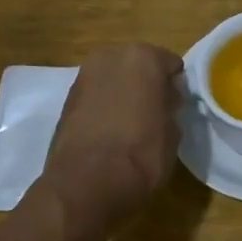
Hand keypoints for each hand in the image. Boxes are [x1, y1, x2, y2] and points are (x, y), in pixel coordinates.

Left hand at [42, 43, 184, 227]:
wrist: (87, 184)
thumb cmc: (142, 154)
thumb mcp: (173, 131)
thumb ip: (171, 105)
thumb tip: (166, 99)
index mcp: (143, 57)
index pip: (171, 64)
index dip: (175, 87)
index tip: (176, 108)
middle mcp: (110, 57)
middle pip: (137, 66)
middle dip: (146, 85)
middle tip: (153, 114)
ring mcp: (83, 77)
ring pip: (113, 80)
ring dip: (122, 95)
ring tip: (129, 126)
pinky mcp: (65, 100)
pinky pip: (95, 97)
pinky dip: (103, 107)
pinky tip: (108, 133)